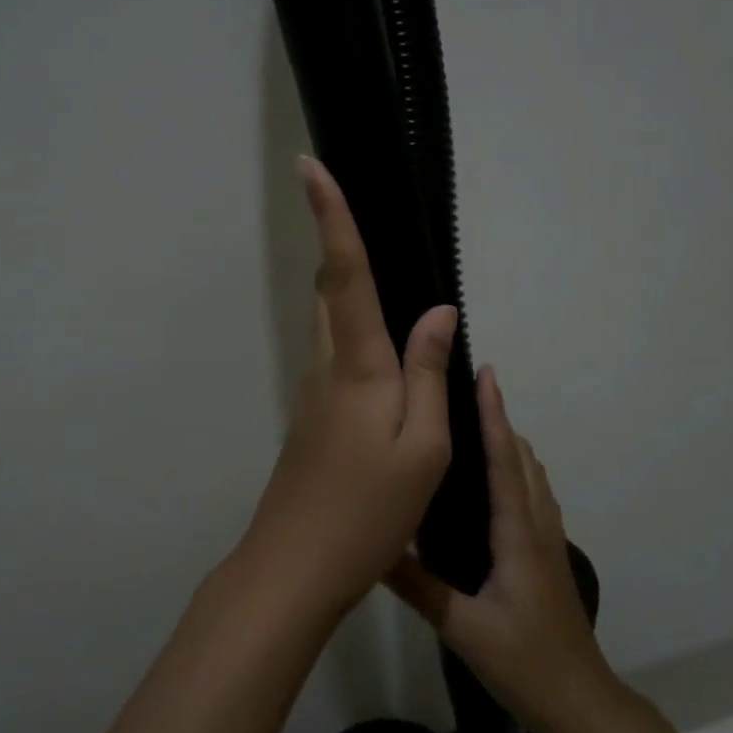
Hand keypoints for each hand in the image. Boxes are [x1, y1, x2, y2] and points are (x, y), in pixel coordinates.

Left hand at [232, 157, 458, 622]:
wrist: (295, 568)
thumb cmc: (367, 511)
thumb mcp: (423, 448)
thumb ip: (428, 374)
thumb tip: (437, 312)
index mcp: (359, 366)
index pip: (346, 273)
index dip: (332, 216)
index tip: (308, 165)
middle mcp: (329, 368)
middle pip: (332, 290)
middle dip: (340, 244)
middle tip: (359, 208)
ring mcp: (315, 395)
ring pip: (334, 325)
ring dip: (351, 291)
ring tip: (388, 273)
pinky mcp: (314, 420)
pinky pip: (341, 360)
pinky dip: (361, 338)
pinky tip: (389, 360)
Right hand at [385, 368, 615, 732]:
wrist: (579, 700)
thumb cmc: (524, 661)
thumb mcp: (463, 628)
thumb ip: (419, 587)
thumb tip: (374, 546)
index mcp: (517, 534)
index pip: (504, 461)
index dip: (493, 415)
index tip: (485, 374)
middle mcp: (536, 525)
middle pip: (521, 458)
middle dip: (499, 419)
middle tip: (466, 389)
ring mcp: (547, 540)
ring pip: (531, 475)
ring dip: (509, 442)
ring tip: (475, 424)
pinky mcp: (548, 554)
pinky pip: (533, 495)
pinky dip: (516, 470)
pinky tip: (493, 481)